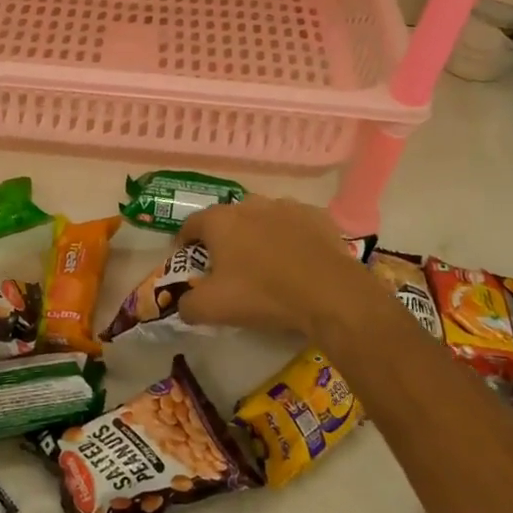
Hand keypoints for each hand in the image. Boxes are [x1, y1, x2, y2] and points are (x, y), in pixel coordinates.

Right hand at [178, 196, 390, 336]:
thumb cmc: (263, 294)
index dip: (185, 241)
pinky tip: (297, 259)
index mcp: (220, 221)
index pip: (192, 224)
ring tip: (265, 261)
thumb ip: (187, 304)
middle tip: (228, 264)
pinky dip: (290, 236)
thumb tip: (183, 302)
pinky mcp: (316, 216)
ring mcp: (285, 206)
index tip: (188, 258)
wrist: (329, 293)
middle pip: (228, 218)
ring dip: (258, 234)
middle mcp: (250, 204)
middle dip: (224, 237)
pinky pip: (295, 224)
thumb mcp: (212, 308)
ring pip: (262, 217)